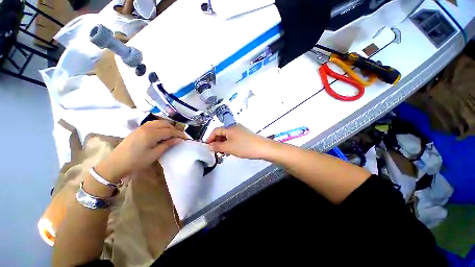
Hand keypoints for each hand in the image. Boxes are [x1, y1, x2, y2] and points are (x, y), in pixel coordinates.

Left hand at [96, 120, 187, 182]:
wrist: (115, 164)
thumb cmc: (136, 161)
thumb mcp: (154, 155)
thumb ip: (167, 145)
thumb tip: (179, 139)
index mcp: (151, 134)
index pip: (170, 131)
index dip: (179, 134)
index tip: (186, 138)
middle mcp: (147, 127)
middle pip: (165, 124)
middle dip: (174, 129)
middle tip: (179, 137)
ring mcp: (141, 127)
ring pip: (159, 122)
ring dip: (167, 127)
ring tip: (171, 135)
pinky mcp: (138, 129)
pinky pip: (153, 124)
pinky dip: (160, 126)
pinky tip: (161, 133)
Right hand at [206, 124, 276, 158]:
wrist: (262, 148)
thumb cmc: (244, 147)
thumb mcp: (228, 147)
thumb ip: (217, 146)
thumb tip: (209, 145)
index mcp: (229, 128)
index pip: (216, 130)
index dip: (210, 138)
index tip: (207, 146)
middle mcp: (235, 127)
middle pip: (222, 133)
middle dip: (217, 142)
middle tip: (215, 151)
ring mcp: (241, 131)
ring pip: (228, 137)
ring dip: (223, 144)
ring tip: (222, 152)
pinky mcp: (245, 136)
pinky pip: (234, 139)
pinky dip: (230, 144)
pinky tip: (231, 151)